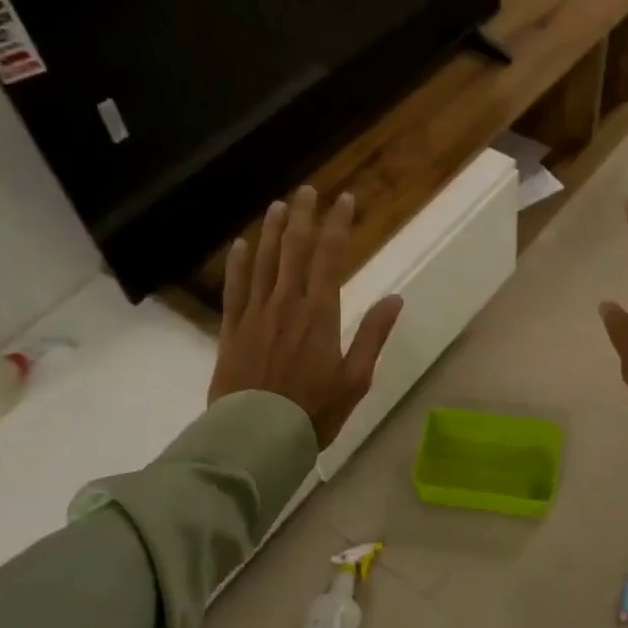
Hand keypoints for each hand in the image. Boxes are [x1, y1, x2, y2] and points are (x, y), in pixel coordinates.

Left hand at [208, 187, 403, 449]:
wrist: (258, 437)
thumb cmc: (314, 411)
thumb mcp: (356, 378)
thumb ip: (373, 335)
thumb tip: (395, 298)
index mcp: (320, 314)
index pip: (330, 258)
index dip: (338, 225)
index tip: (344, 200)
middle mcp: (286, 304)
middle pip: (295, 250)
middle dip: (304, 217)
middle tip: (308, 190)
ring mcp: (256, 314)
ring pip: (264, 262)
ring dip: (273, 231)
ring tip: (279, 206)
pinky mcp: (232, 330)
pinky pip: (235, 288)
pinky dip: (238, 264)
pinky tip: (241, 244)